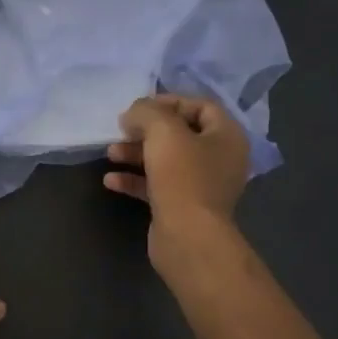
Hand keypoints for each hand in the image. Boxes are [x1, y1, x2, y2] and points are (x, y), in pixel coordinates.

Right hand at [105, 93, 249, 260]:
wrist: (188, 237)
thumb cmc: (183, 176)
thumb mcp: (163, 131)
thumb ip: (146, 112)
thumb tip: (133, 113)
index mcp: (226, 136)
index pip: (200, 106)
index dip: (169, 101)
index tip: (139, 107)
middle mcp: (219, 159)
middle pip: (180, 133)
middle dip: (146, 130)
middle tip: (122, 130)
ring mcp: (201, 185)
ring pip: (165, 160)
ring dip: (136, 153)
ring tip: (110, 153)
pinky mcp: (182, 206)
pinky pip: (157, 185)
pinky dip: (135, 180)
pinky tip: (111, 180)